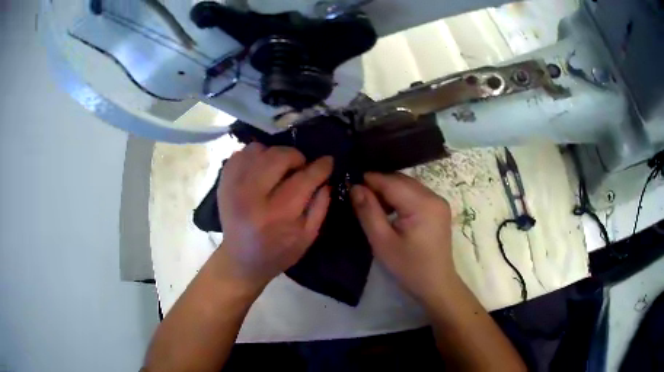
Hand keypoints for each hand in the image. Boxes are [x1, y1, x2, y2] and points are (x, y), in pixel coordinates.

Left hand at [215, 143, 332, 288]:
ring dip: (275, 155)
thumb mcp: (307, 237)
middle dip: (297, 157)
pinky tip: (261, 168)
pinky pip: (241, 152)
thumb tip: (325, 178)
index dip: (320, 167)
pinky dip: (255, 155)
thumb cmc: (278, 252)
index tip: (328, 161)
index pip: (303, 179)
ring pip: (259, 150)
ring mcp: (233, 186)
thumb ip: (320, 206)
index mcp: (276, 215)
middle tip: (300, 168)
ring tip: (279, 168)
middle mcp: (251, 196)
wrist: (240, 259)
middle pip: (279, 157)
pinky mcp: (223, 181)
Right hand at [350, 172, 456, 302]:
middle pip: (400, 180)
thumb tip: (355, 187)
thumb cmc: (409, 267)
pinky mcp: (438, 209)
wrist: (436, 284)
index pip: (391, 182)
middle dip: (378, 185)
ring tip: (372, 206)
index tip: (348, 184)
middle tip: (358, 197)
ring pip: (408, 186)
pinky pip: (415, 194)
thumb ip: (368, 212)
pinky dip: (400, 197)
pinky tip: (390, 211)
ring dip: (389, 191)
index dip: (369, 180)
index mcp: (422, 204)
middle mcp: (433, 196)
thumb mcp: (382, 242)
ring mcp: (438, 202)